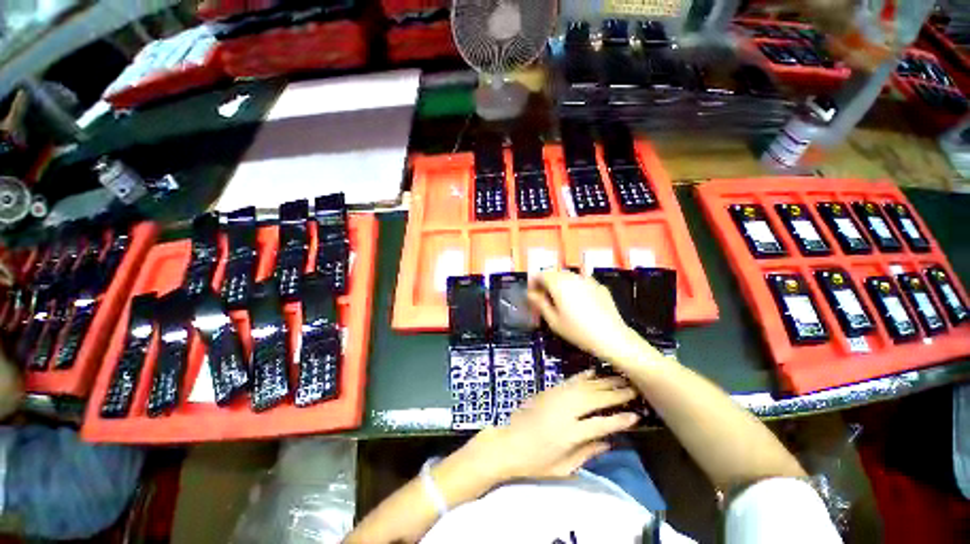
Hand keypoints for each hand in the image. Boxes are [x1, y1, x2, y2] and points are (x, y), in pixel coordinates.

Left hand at [462, 372, 639, 481]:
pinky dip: (583, 376)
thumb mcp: (564, 468)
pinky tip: (594, 372)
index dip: (619, 420)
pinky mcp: (549, 391)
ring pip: (584, 386)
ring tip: (620, 379)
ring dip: (603, 382)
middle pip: (595, 399)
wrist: (508, 443)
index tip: (636, 416)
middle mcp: (565, 411)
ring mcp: (556, 397)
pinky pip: (570, 381)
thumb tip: (609, 441)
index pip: (601, 424)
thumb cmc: (536, 462)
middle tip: (633, 389)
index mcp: (570, 433)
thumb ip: (588, 453)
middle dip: (615, 393)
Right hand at [527, 270, 655, 364]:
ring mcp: (588, 279)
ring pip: (568, 276)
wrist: (612, 337)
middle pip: (554, 273)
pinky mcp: (599, 286)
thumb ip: (539, 303)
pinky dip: (575, 288)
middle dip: (547, 283)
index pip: (541, 274)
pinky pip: (581, 282)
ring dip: (560, 284)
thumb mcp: (553, 320)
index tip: (533, 294)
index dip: (534, 282)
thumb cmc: (578, 331)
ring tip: (561, 301)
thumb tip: (530, 294)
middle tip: (544, 299)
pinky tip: (578, 303)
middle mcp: (573, 276)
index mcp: (559, 283)